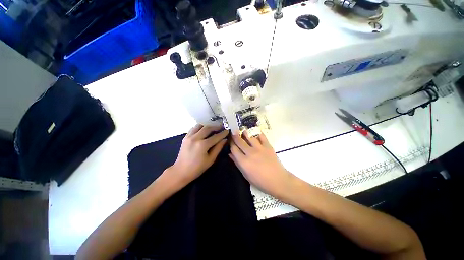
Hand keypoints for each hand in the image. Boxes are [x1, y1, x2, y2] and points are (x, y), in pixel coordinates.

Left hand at [169, 124, 228, 185]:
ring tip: (212, 127)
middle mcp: (196, 138)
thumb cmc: (197, 168)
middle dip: (215, 126)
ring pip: (200, 126)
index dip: (222, 133)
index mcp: (203, 145)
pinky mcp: (185, 137)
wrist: (181, 171)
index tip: (227, 130)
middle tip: (221, 126)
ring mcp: (189, 136)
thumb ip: (218, 148)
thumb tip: (224, 140)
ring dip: (207, 125)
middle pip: (207, 128)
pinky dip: (200, 127)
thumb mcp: (210, 160)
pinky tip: (203, 130)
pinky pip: (193, 128)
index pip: (215, 137)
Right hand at [229, 131, 294, 198]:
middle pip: (240, 141)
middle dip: (235, 136)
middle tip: (233, 131)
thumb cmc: (260, 181)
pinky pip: (262, 137)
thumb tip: (230, 154)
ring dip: (245, 133)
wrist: (278, 180)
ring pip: (250, 137)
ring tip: (243, 130)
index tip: (230, 141)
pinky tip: (256, 131)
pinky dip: (258, 133)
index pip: (234, 149)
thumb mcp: (246, 174)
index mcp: (244, 161)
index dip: (231, 144)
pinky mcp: (268, 146)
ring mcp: (259, 148)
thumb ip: (237, 163)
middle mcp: (250, 153)